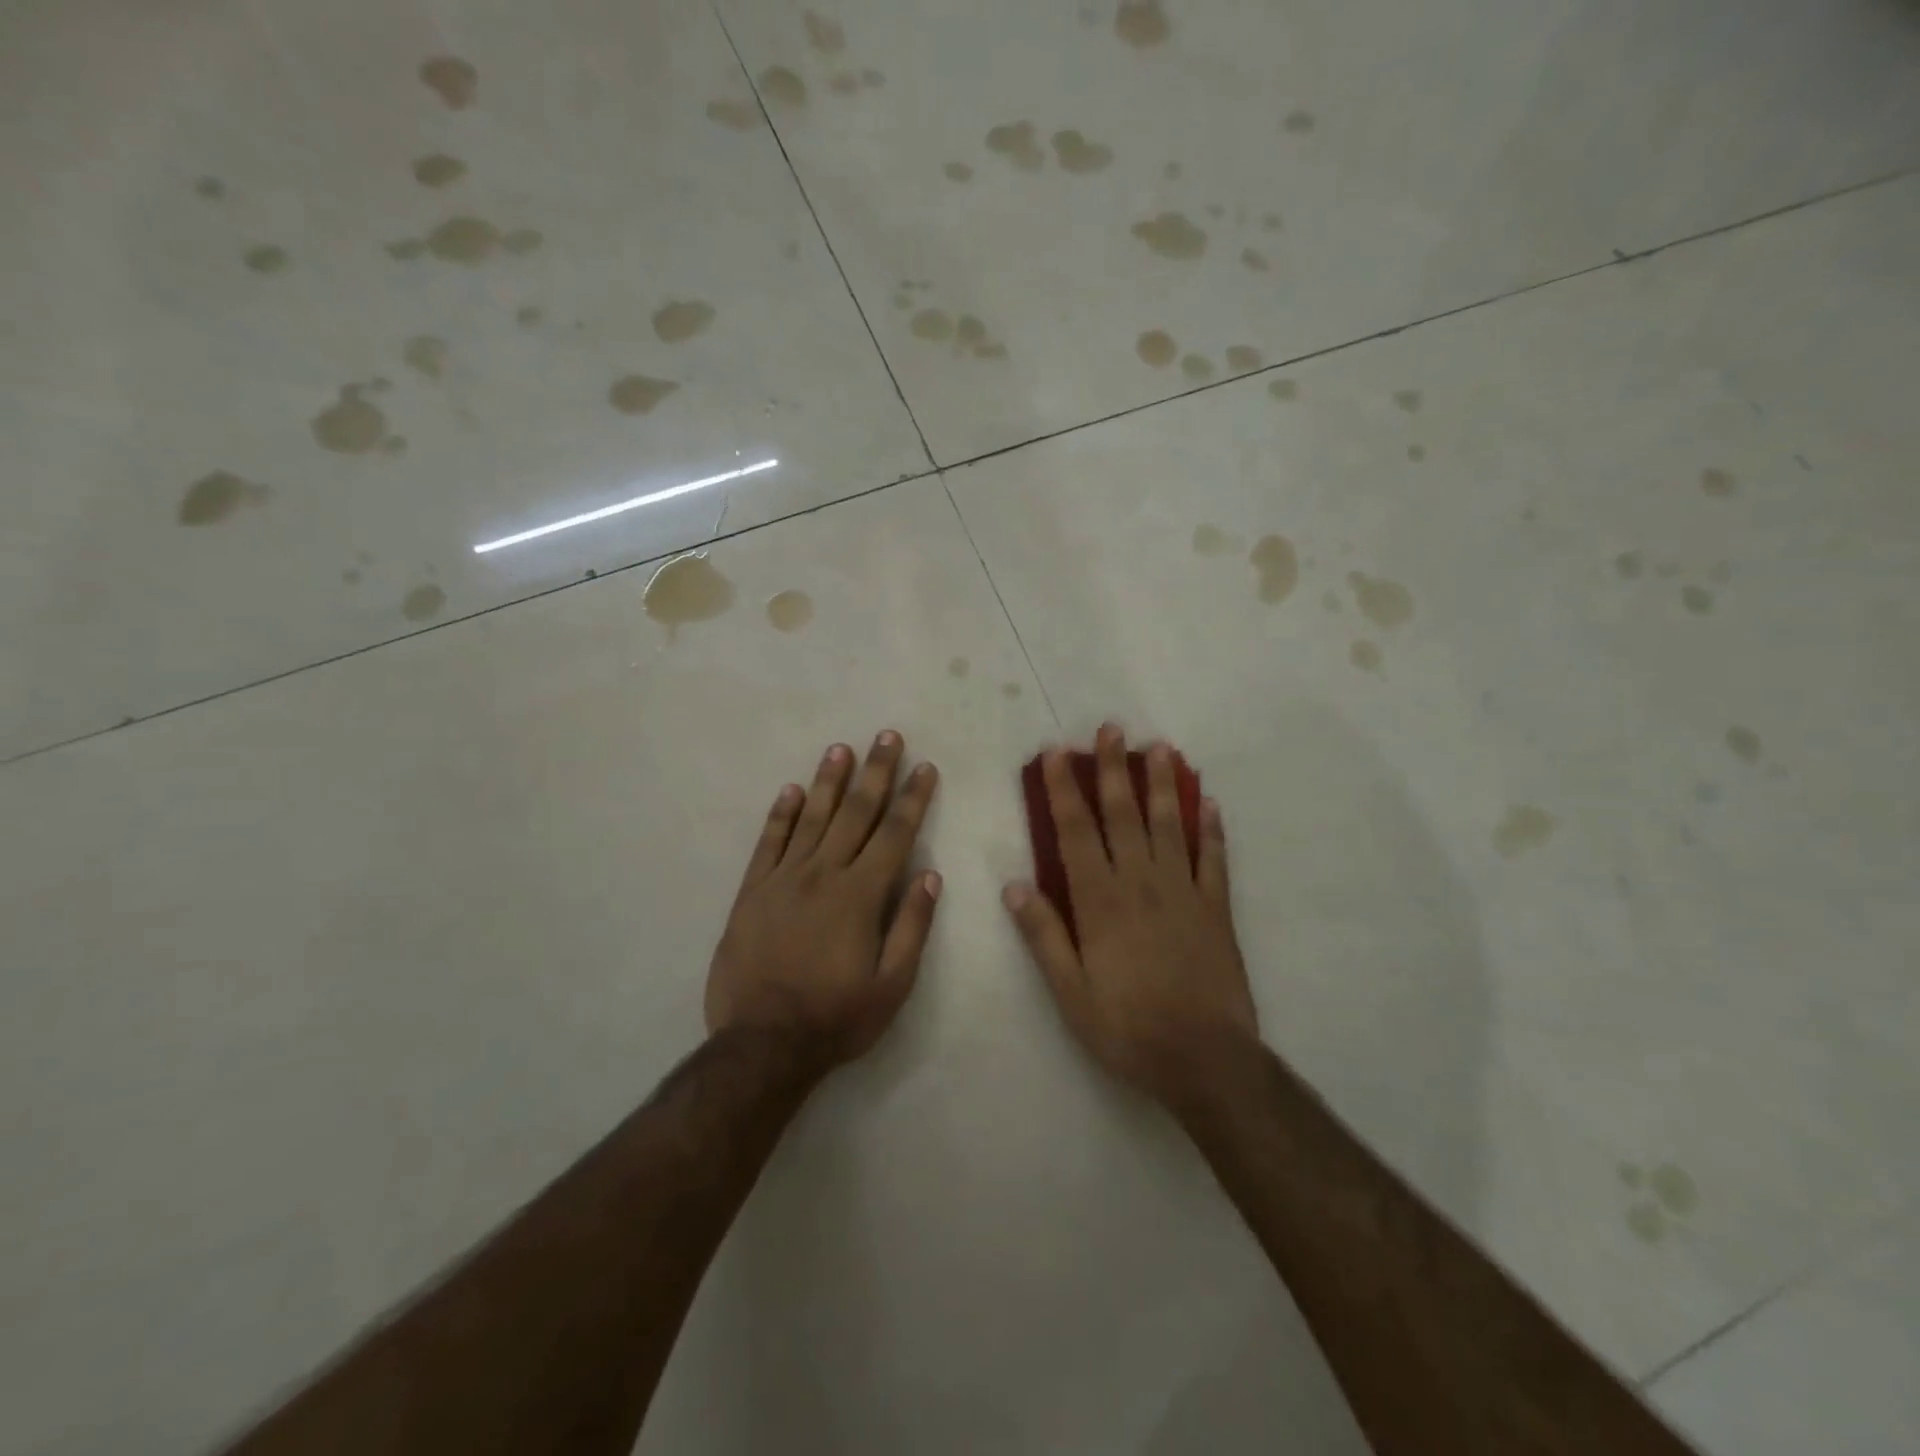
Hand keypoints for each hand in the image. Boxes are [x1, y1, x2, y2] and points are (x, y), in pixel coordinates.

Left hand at [707, 732, 940, 1070]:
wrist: (762, 1044)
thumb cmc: (836, 1017)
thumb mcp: (892, 986)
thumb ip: (912, 926)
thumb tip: (930, 875)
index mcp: (861, 895)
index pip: (894, 834)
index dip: (913, 799)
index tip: (924, 768)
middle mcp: (823, 874)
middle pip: (856, 813)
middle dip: (876, 773)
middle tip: (887, 736)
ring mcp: (783, 879)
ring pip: (812, 818)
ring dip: (830, 781)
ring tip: (842, 748)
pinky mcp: (752, 891)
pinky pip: (769, 843)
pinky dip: (781, 814)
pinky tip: (792, 790)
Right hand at [1004, 724, 1257, 1106]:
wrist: (1204, 1058)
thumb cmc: (1128, 1027)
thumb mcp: (1070, 992)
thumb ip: (1043, 935)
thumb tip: (1013, 885)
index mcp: (1100, 901)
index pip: (1076, 832)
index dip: (1063, 790)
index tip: (1056, 754)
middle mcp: (1141, 883)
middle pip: (1123, 815)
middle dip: (1114, 769)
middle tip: (1112, 729)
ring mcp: (1183, 891)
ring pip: (1170, 825)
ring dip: (1162, 784)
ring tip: (1159, 748)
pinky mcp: (1216, 908)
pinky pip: (1214, 858)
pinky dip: (1211, 829)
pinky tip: (1209, 802)